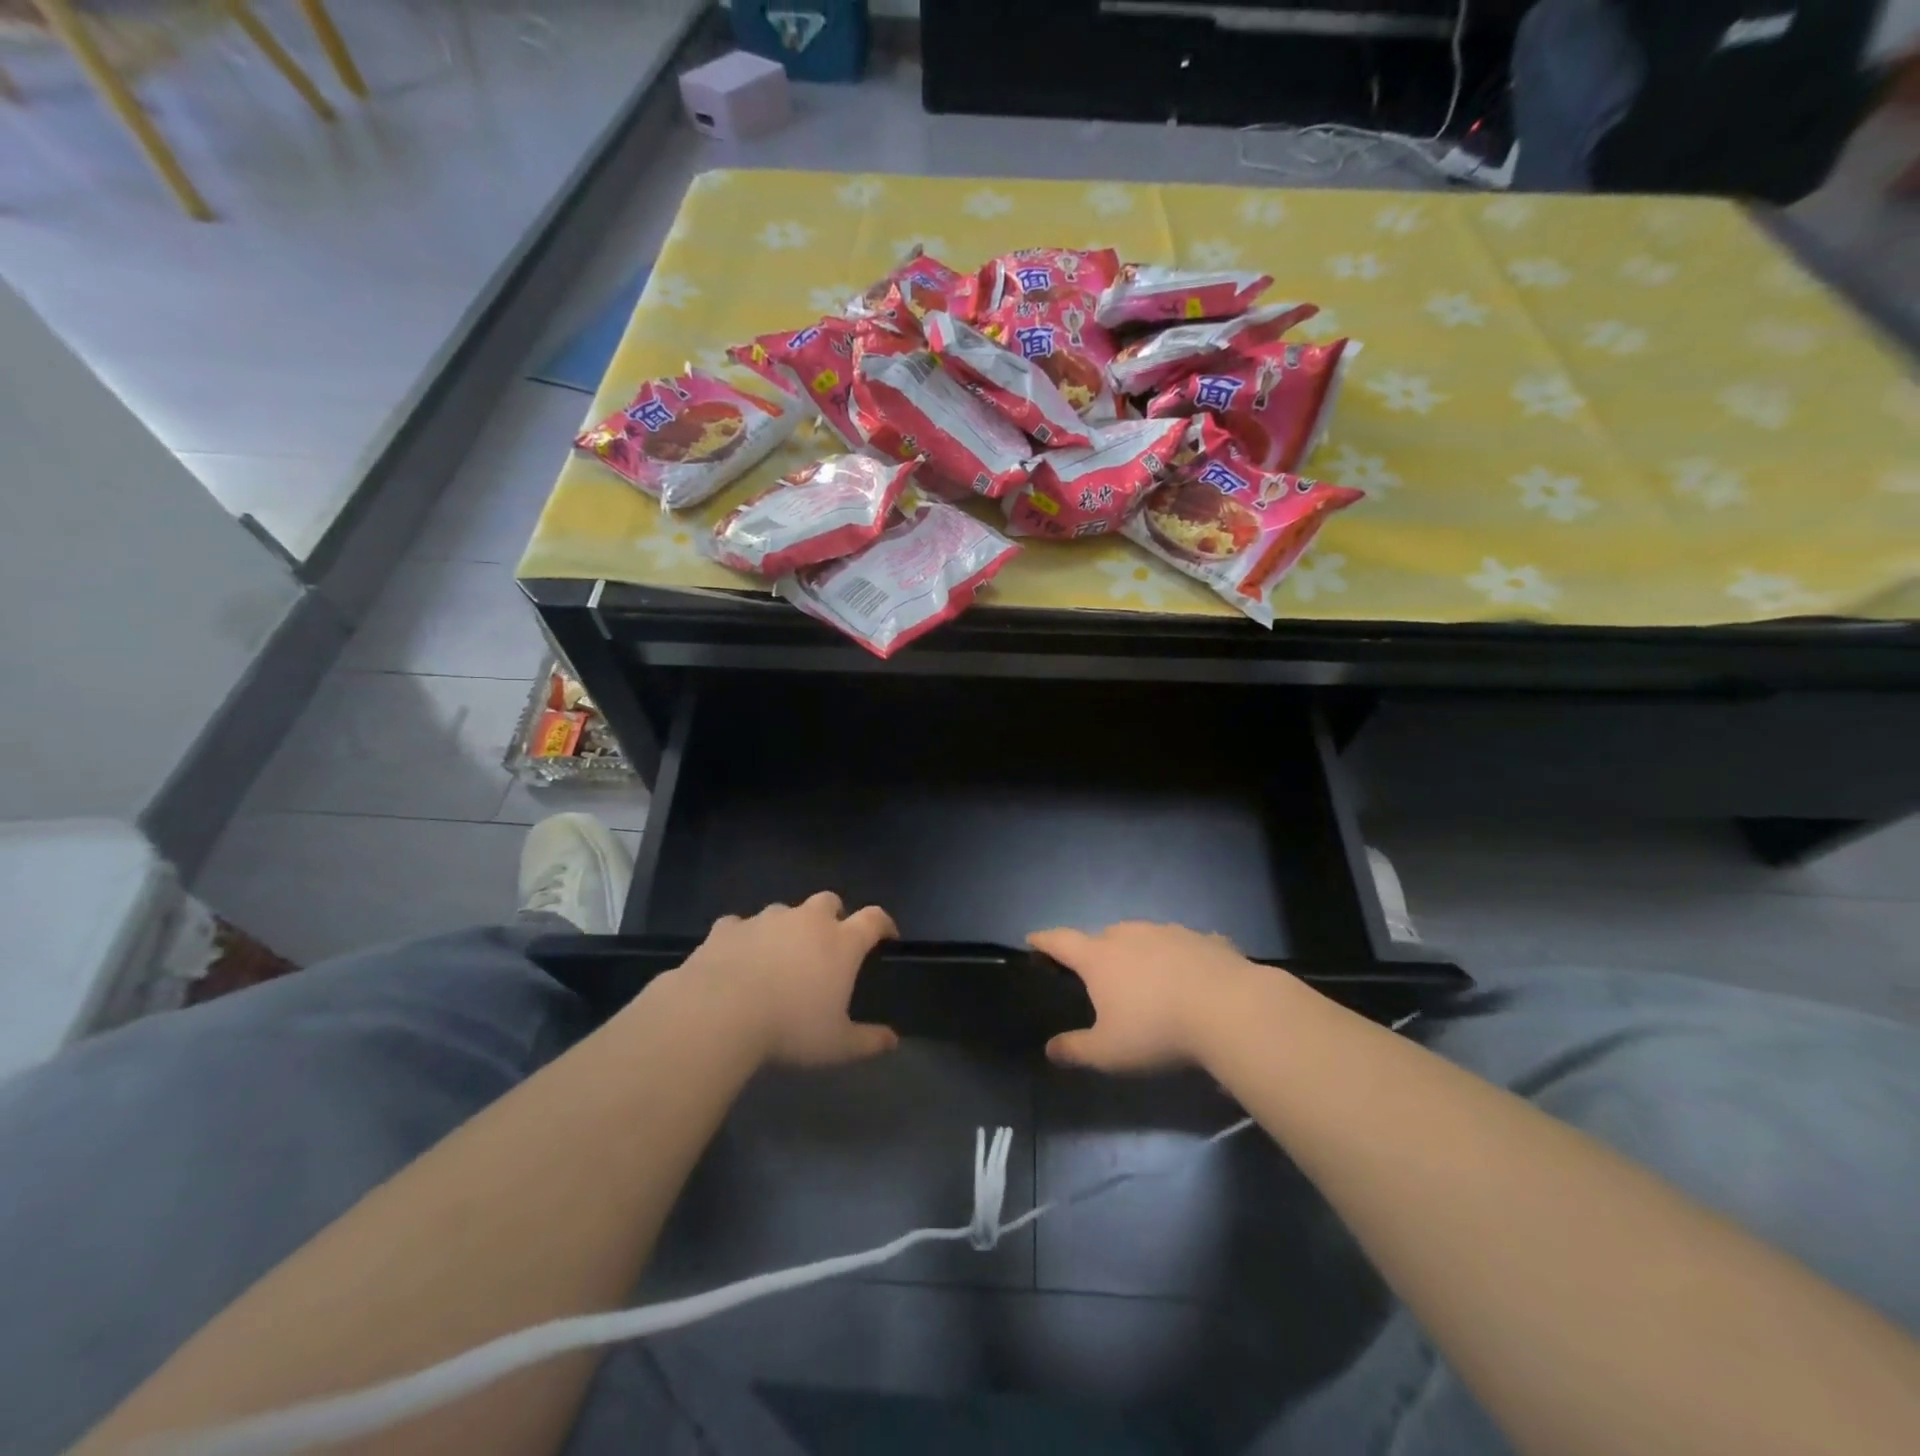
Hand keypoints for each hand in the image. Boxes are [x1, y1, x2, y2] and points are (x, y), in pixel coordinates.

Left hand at [679, 893, 899, 1066]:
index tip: (887, 936)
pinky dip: (744, 938)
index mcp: (841, 942)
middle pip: (828, 901)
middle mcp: (807, 921)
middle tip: (827, 945)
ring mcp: (765, 919)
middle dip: (832, 916)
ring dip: (787, 928)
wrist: (718, 1013)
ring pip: (784, 911)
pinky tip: (737, 958)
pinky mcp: (728, 928)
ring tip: (778, 957)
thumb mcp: (836, 1046)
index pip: (873, 919)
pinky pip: (740, 925)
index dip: (884, 924)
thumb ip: (868, 1041)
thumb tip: (893, 1041)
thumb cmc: (789, 1027)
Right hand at [1028, 922, 1258, 1071]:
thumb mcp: (1109, 1052)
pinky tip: (1193, 976)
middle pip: (1104, 936)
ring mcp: (1170, 933)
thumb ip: (1076, 1050)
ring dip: (1140, 952)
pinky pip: (1186, 945)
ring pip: (1145, 937)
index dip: (1044, 940)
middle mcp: (1130, 935)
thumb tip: (1050, 1050)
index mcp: (1100, 958)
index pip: (1061, 941)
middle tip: (1098, 973)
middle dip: (1097, 951)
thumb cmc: (1157, 1031)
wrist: (1230, 1010)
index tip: (1032, 939)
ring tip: (1147, 976)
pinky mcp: (1205, 940)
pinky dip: (1182, 958)